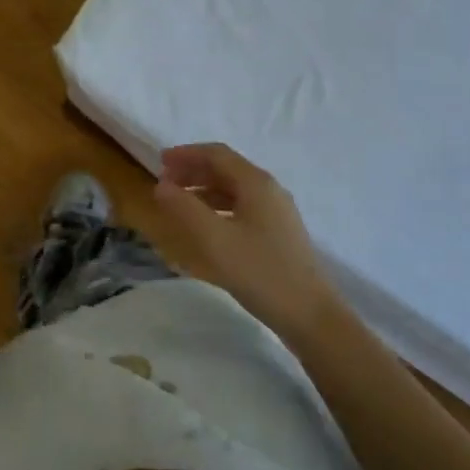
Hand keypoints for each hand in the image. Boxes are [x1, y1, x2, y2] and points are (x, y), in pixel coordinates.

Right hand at [153, 143, 345, 342]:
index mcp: (256, 183)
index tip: (160, 162)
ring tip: (179, 203)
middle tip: (165, 182)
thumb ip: (185, 208)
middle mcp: (269, 190)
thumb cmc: (260, 272)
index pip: (217, 154)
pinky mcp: (278, 234)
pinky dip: (218, 208)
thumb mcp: (215, 239)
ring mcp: (277, 213)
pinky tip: (206, 226)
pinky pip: (242, 208)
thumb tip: (161, 185)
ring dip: (204, 190)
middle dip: (194, 171)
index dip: (187, 154)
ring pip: (234, 190)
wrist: (310, 315)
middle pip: (226, 169)